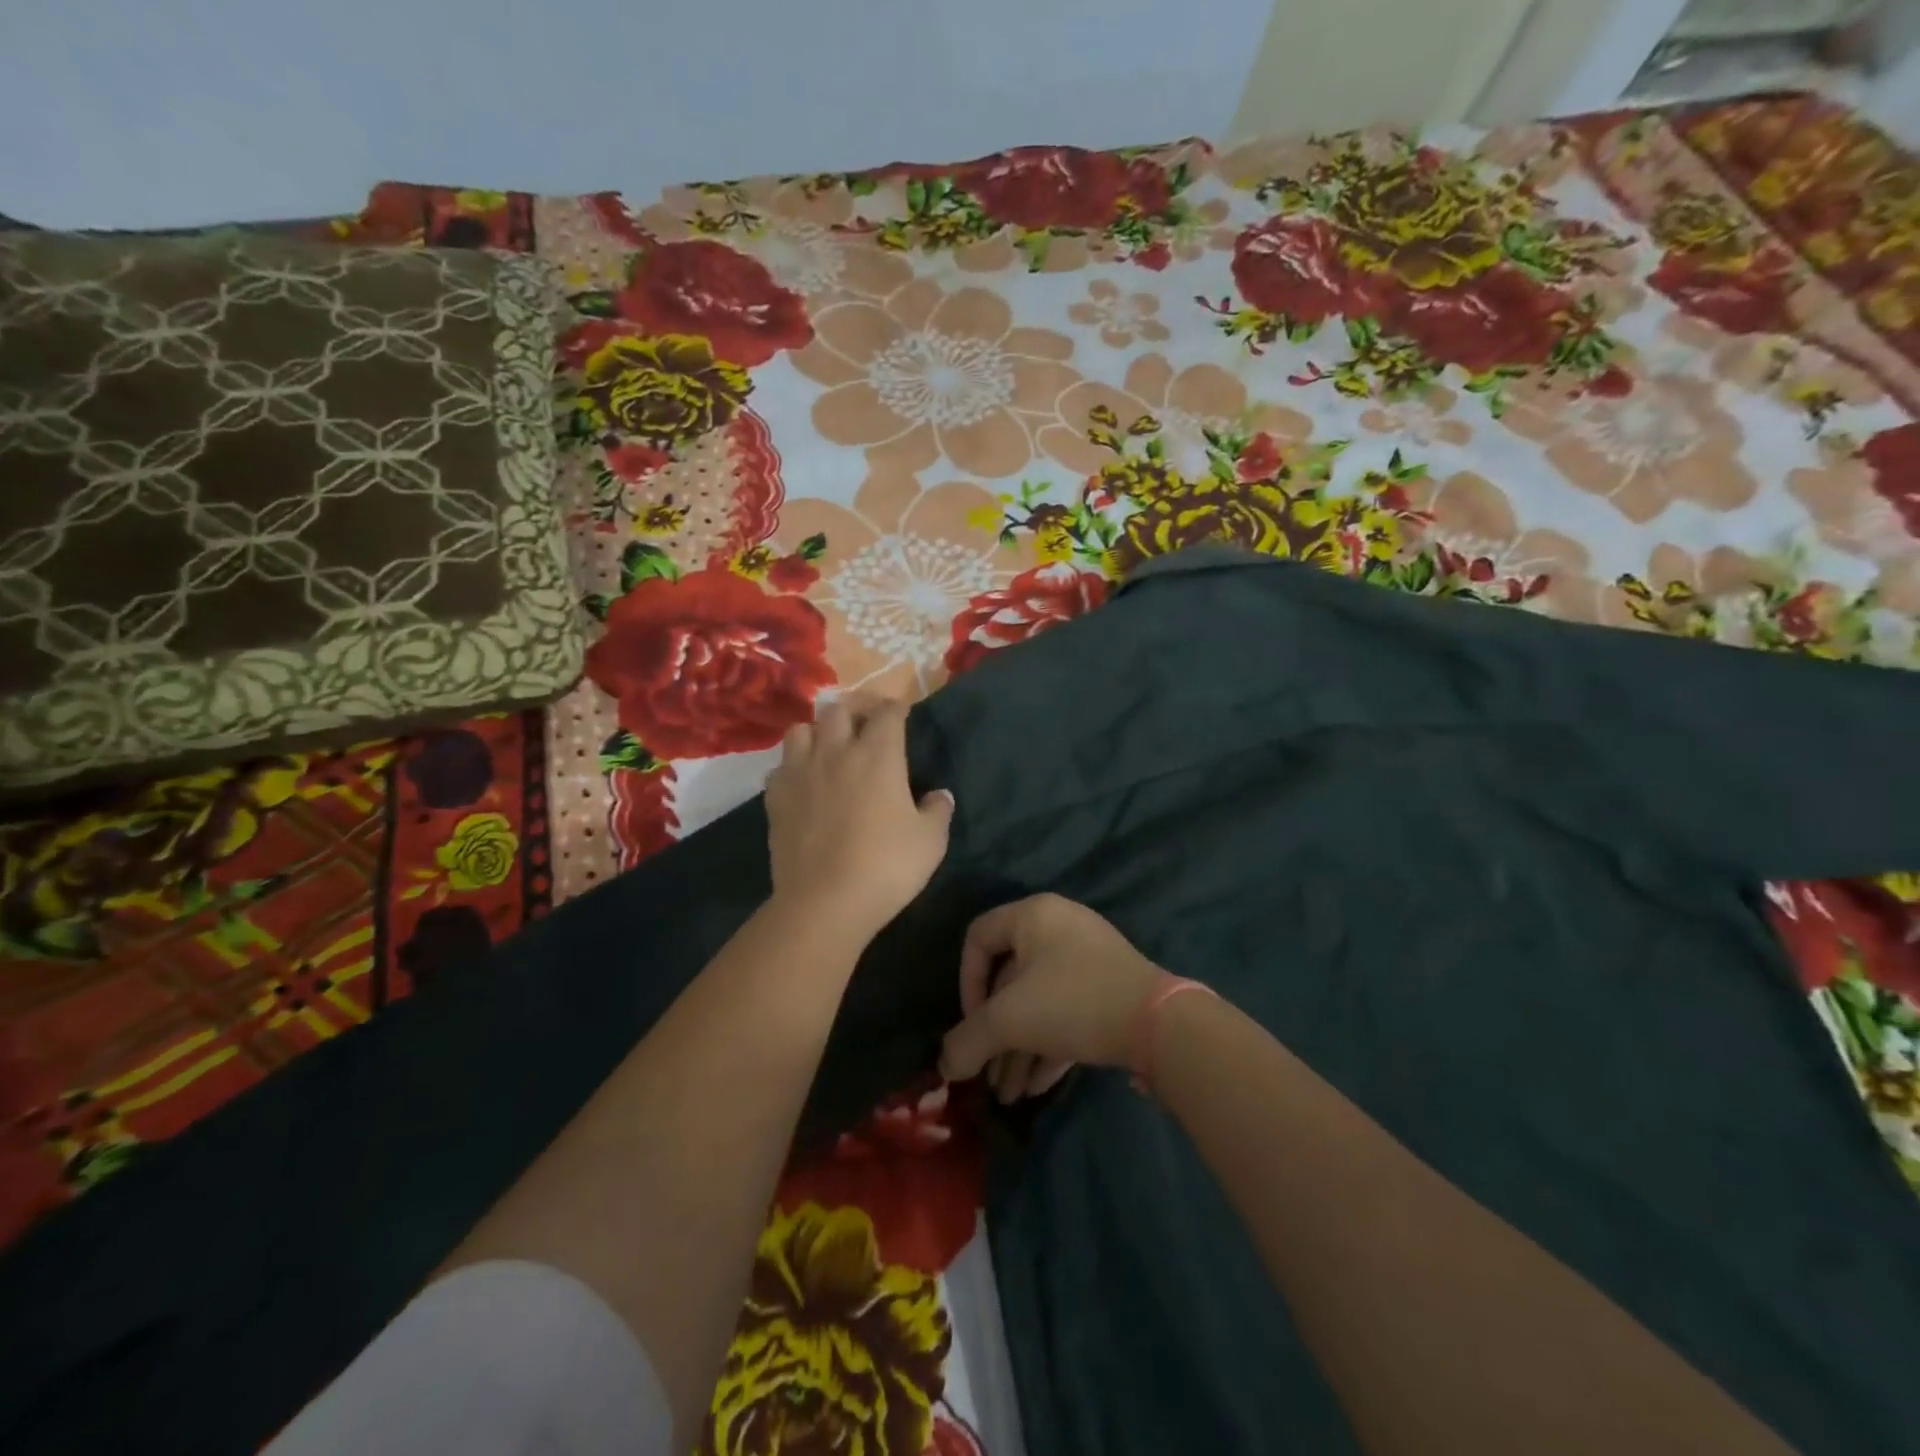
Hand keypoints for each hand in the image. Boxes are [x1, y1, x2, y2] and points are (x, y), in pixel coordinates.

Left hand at [764, 699, 953, 944]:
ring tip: (828, 748)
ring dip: (817, 732)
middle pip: (838, 709)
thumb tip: (939, 795)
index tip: (901, 713)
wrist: (824, 902)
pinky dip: (793, 767)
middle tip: (865, 725)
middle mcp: (836, 752)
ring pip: (801, 730)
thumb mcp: (930, 841)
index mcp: (878, 755)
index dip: (896, 707)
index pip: (887, 712)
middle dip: (854, 710)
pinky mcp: (775, 797)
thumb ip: (938, 811)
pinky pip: (780, 767)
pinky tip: (803, 784)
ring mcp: (800, 772)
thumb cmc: (886, 866)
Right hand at [939, 894, 1166, 1101]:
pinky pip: (1066, 1011)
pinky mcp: (1109, 987)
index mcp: (1033, 916)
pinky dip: (1048, 1044)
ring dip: (1019, 1048)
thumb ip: (968, 1041)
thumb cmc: (1072, 1002)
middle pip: (1010, 979)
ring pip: (1039, 1001)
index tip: (973, 1024)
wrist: (1159, 1023)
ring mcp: (1088, 957)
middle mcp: (1059, 927)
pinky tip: (1037, 1087)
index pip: (978, 937)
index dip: (966, 982)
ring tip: (1010, 1096)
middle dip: (995, 1033)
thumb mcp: (1010, 1020)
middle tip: (987, 1075)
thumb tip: (945, 1067)